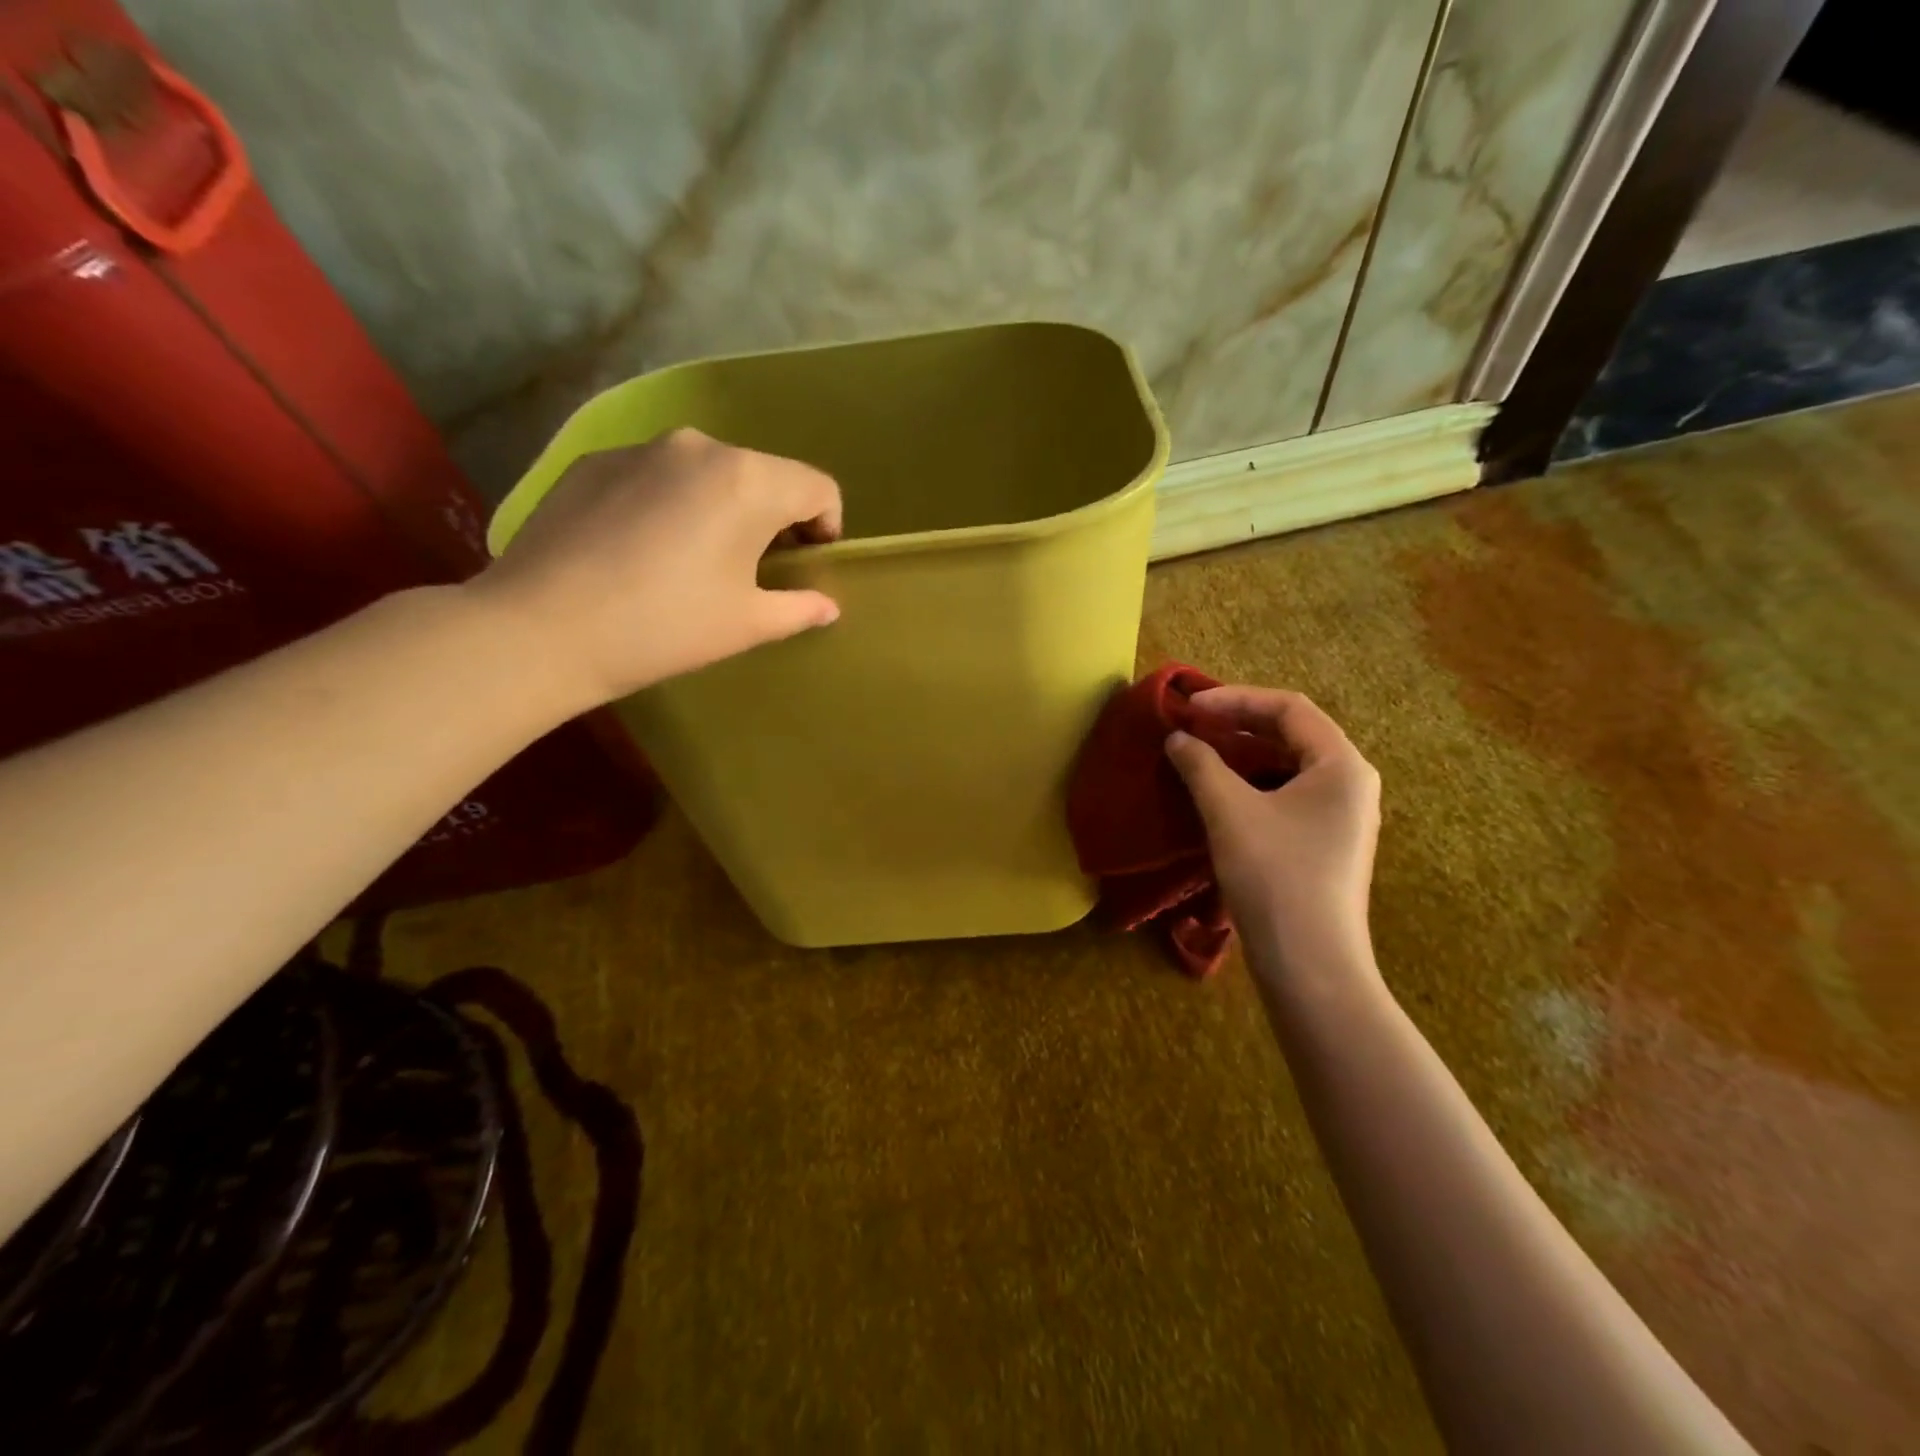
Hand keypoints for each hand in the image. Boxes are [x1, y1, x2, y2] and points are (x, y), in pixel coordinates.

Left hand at [467, 428, 842, 708]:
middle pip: (764, 475)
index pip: (817, 487)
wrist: (541, 629)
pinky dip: (670, 505)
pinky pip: (657, 477)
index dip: (827, 527)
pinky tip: (643, 552)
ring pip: (708, 474)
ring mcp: (641, 449)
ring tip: (695, 562)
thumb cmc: (665, 627)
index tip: (807, 566)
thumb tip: (827, 606)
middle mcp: (700, 447)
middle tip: (755, 571)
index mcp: (748, 481)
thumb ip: (799, 608)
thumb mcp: (746, 624)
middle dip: (773, 519)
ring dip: (721, 510)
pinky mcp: (594, 462)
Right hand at [1165, 687, 1380, 985]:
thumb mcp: (1229, 812)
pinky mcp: (1327, 844)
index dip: (1234, 699)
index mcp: (1342, 765)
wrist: (1311, 966)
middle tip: (1191, 726)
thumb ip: (1200, 765)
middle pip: (1293, 734)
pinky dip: (1252, 785)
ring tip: (1199, 756)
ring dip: (1243, 756)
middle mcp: (1352, 784)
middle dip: (1239, 725)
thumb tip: (1176, 738)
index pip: (1288, 708)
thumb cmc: (1275, 876)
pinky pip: (1288, 795)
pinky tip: (1220, 796)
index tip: (1188, 708)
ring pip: (1289, 767)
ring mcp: (1343, 817)